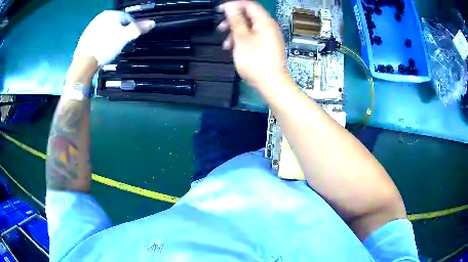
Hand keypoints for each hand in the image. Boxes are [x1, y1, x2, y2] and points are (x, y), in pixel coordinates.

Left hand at [74, 10, 154, 65]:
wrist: (84, 62)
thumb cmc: (105, 47)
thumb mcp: (125, 37)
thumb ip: (138, 29)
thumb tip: (152, 23)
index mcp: (111, 14)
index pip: (128, 18)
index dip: (131, 28)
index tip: (129, 38)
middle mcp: (100, 17)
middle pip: (116, 23)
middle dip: (120, 32)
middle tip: (120, 44)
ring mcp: (91, 26)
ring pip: (106, 29)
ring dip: (110, 36)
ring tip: (110, 48)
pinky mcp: (85, 36)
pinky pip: (98, 35)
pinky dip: (101, 40)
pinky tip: (101, 49)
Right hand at [218, 1, 288, 87]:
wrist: (272, 83)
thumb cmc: (255, 61)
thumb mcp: (241, 38)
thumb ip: (236, 20)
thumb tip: (230, 7)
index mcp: (264, 22)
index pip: (249, 5)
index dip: (233, 5)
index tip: (220, 10)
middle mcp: (268, 27)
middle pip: (248, 16)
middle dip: (233, 21)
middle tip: (221, 28)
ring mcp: (268, 37)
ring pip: (249, 28)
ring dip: (235, 32)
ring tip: (226, 44)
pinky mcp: (267, 46)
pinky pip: (253, 37)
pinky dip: (242, 40)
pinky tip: (234, 49)